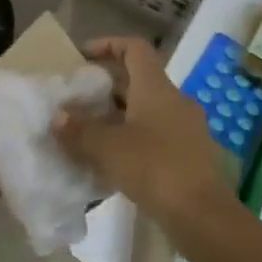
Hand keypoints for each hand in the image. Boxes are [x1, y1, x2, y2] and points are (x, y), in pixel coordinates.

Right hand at [53, 36, 231, 221]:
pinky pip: (155, 135)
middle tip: (77, 99)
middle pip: (138, 80)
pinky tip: (111, 161)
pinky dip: (132, 139)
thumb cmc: (154, 168)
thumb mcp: (107, 148)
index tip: (82, 56)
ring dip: (117, 116)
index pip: (134, 48)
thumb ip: (79, 130)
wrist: (203, 216)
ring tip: (88, 132)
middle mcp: (174, 100)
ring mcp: (185, 128)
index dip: (108, 45)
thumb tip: (58, 116)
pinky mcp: (189, 155)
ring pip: (146, 110)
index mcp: (156, 88)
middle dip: (106, 87)